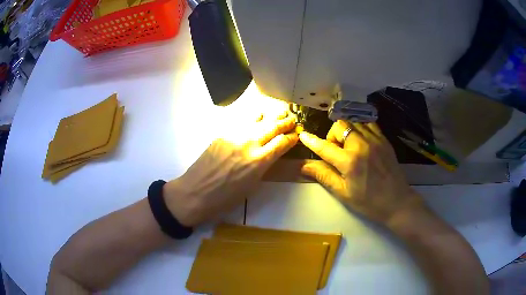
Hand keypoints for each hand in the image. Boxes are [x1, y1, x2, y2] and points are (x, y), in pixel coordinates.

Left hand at [164, 110, 297, 226]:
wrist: (195, 192)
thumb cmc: (225, 198)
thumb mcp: (251, 186)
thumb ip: (263, 167)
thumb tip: (271, 155)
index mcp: (259, 161)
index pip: (282, 143)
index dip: (292, 137)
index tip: (297, 134)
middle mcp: (249, 144)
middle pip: (272, 127)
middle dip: (285, 122)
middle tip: (292, 119)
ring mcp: (234, 136)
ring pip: (257, 119)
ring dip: (270, 116)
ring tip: (278, 113)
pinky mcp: (222, 134)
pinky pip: (241, 122)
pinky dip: (253, 118)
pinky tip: (256, 117)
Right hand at [299, 120, 424, 224]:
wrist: (397, 202)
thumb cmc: (368, 202)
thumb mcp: (343, 193)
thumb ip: (323, 175)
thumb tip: (303, 166)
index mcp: (350, 162)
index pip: (324, 147)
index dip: (312, 141)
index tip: (303, 136)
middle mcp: (362, 145)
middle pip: (340, 125)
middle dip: (332, 136)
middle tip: (335, 151)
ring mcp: (375, 140)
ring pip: (353, 121)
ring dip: (346, 130)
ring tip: (348, 145)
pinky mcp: (384, 140)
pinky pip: (369, 123)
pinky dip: (360, 127)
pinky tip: (361, 140)